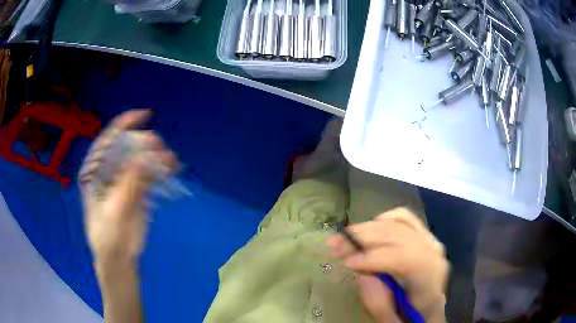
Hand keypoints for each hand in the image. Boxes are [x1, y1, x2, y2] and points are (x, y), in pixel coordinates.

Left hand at [79, 110, 177, 265]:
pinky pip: (149, 175)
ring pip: (140, 160)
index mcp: (95, 172)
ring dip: (156, 157)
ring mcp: (123, 180)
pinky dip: (161, 170)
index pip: (107, 142)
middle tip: (160, 146)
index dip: (123, 125)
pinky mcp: (137, 191)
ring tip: (171, 159)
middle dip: (144, 143)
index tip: (143, 115)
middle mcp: (108, 171)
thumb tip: (143, 157)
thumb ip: (127, 184)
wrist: (118, 258)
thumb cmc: (108, 236)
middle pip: (126, 148)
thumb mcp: (114, 211)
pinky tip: (171, 168)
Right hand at [327, 208, 448, 322]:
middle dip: (366, 237)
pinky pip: (406, 218)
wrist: (429, 312)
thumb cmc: (410, 319)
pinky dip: (385, 219)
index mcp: (431, 281)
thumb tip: (362, 272)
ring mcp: (430, 242)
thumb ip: (378, 302)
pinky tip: (369, 228)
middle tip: (335, 243)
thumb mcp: (391, 321)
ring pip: (401, 223)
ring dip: (370, 228)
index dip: (377, 257)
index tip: (348, 263)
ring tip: (346, 236)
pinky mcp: (423, 236)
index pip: (408, 259)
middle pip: (402, 236)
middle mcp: (434, 255)